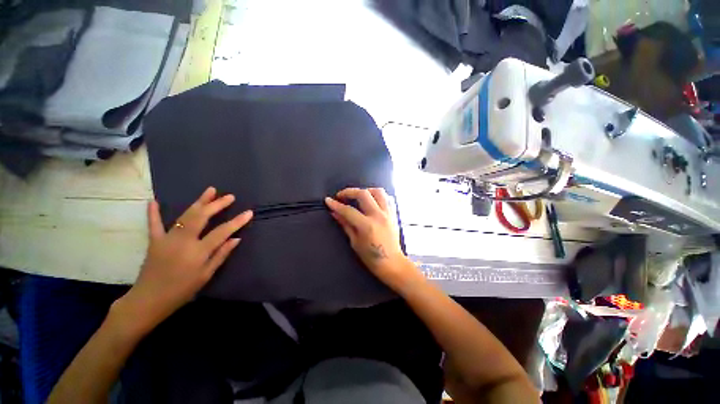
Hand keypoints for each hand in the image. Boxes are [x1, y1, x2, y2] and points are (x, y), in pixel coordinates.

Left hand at [117, 187, 252, 331]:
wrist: (149, 300)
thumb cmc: (182, 290)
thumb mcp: (206, 275)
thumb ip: (221, 255)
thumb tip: (236, 239)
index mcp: (198, 252)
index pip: (222, 232)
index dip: (237, 222)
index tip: (249, 212)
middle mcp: (183, 241)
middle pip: (202, 217)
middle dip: (217, 205)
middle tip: (230, 197)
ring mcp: (167, 239)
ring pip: (185, 216)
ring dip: (199, 202)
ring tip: (210, 190)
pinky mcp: (154, 241)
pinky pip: (154, 224)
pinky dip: (154, 213)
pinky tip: (153, 201)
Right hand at [325, 188, 416, 288]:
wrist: (392, 263)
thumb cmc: (372, 257)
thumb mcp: (355, 242)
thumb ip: (345, 225)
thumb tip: (335, 213)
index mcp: (367, 226)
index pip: (348, 210)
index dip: (336, 204)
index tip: (328, 200)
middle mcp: (379, 216)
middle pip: (363, 194)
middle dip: (349, 192)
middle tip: (341, 196)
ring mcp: (388, 213)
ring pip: (378, 191)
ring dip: (366, 191)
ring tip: (358, 196)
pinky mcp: (394, 214)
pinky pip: (387, 198)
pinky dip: (378, 196)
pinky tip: (372, 201)